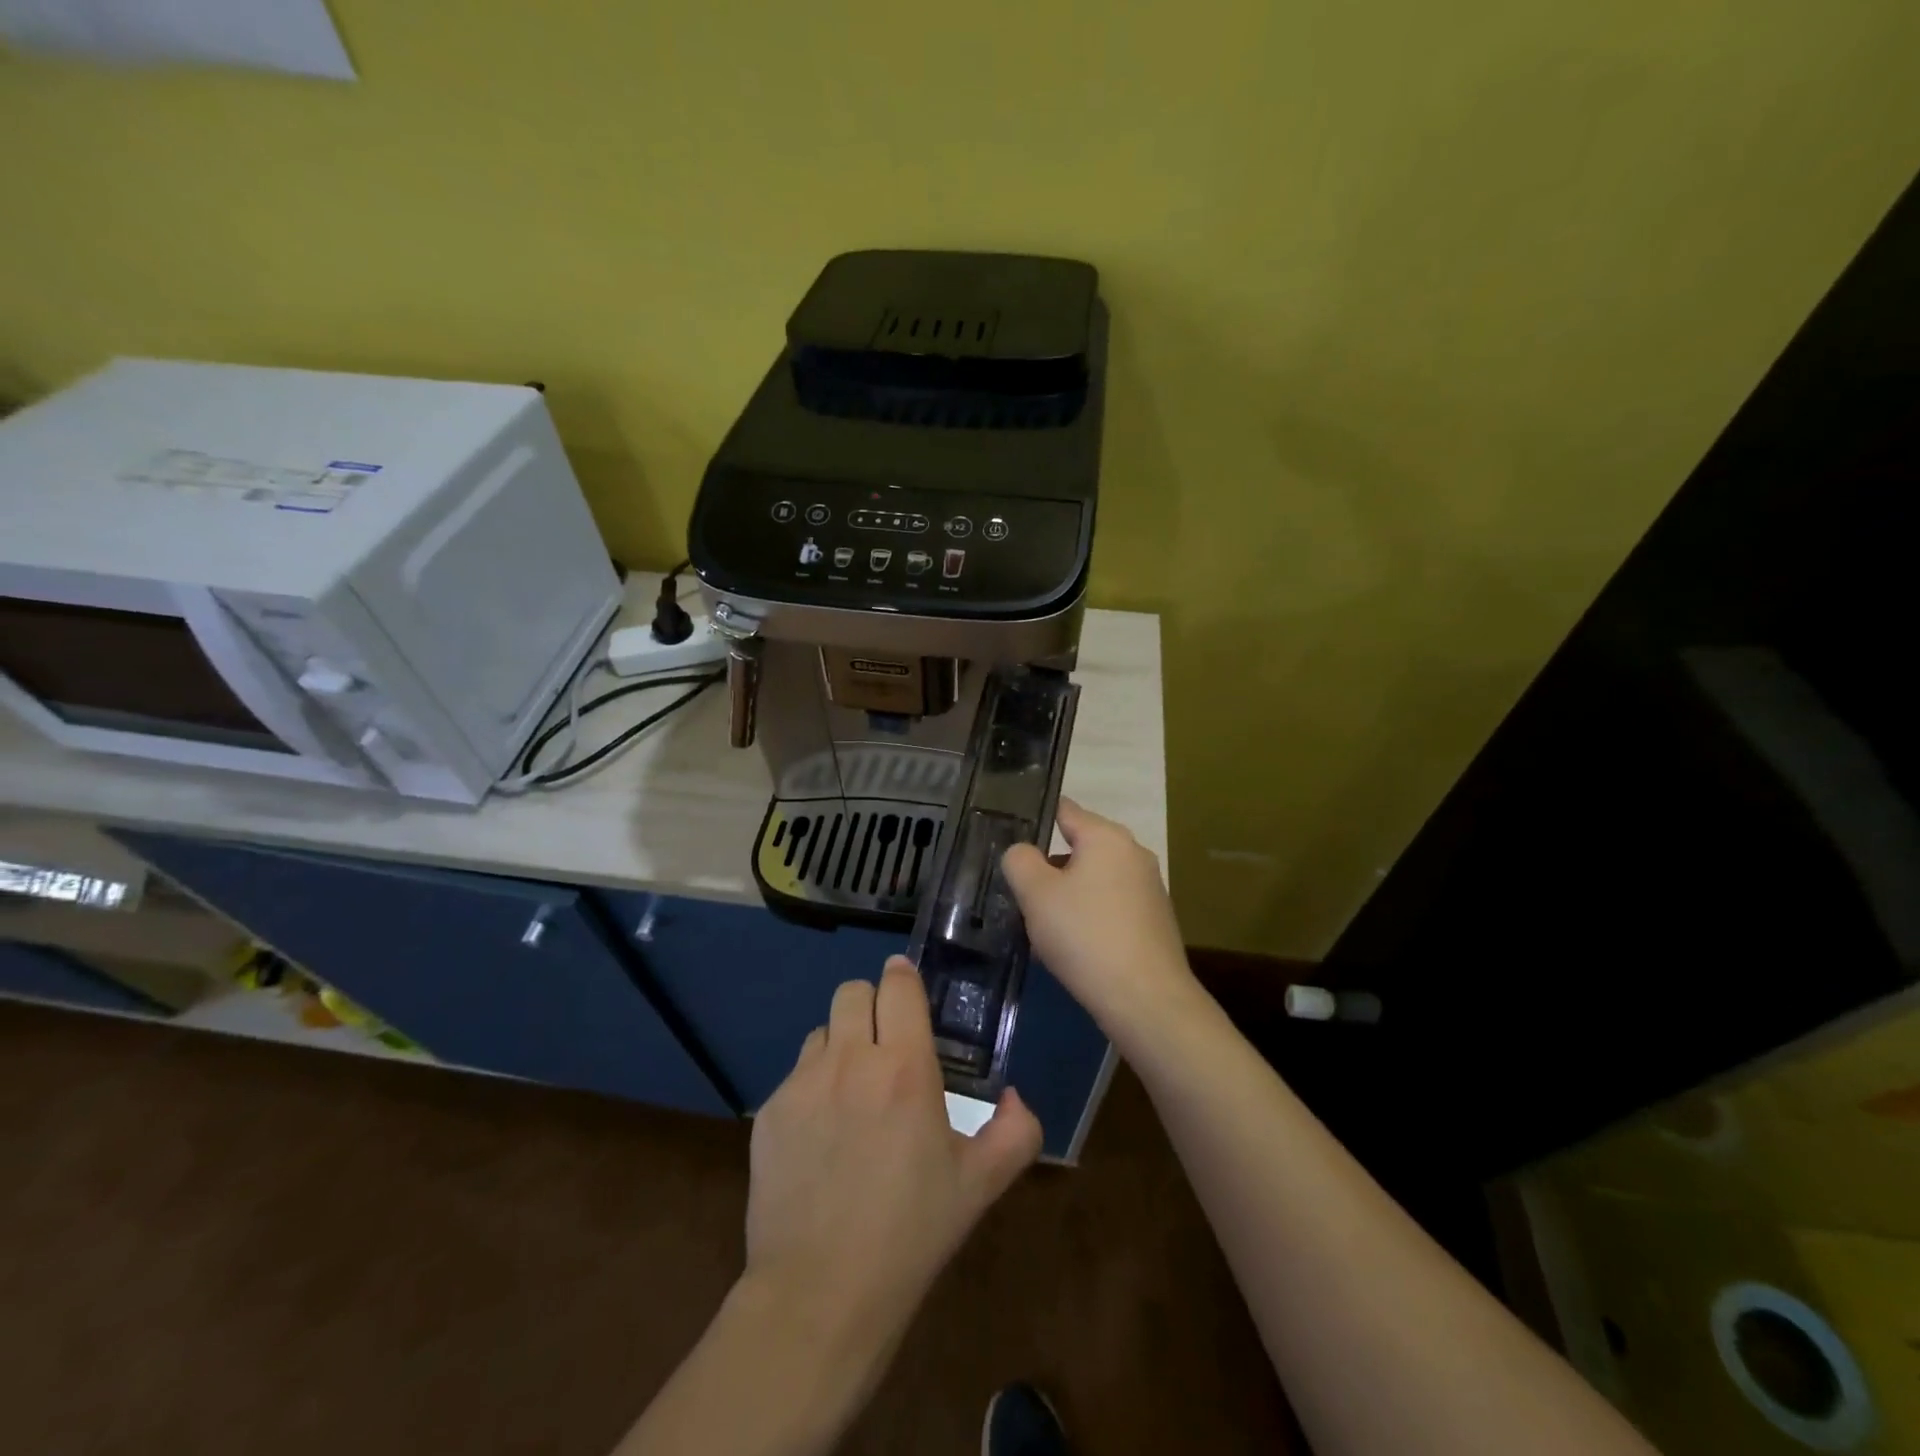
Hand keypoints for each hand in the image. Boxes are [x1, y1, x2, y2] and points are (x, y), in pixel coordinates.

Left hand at [744, 958, 1042, 1352]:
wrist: (820, 1294)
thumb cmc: (910, 1235)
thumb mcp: (980, 1186)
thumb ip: (1015, 1132)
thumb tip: (1015, 1097)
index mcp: (905, 1069)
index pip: (898, 986)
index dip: (903, 978)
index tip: (908, 988)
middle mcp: (851, 1061)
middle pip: (852, 991)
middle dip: (871, 1005)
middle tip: (885, 1043)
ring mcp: (803, 1084)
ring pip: (821, 1030)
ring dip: (840, 1044)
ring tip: (852, 1090)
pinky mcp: (771, 1111)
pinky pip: (796, 1074)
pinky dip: (813, 1086)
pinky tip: (821, 1135)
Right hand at [1001, 797, 1203, 1052]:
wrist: (1146, 1000)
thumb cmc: (1086, 935)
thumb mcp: (1036, 894)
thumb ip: (1020, 861)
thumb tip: (1022, 853)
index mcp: (1107, 837)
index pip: (1065, 810)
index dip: (1035, 819)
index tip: (1009, 837)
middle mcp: (1133, 854)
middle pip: (1079, 849)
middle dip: (1049, 868)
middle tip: (1020, 894)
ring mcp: (1149, 888)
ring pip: (1093, 881)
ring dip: (1067, 898)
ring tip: (1041, 929)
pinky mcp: (1155, 921)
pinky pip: (1110, 907)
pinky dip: (1089, 919)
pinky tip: (1073, 949)